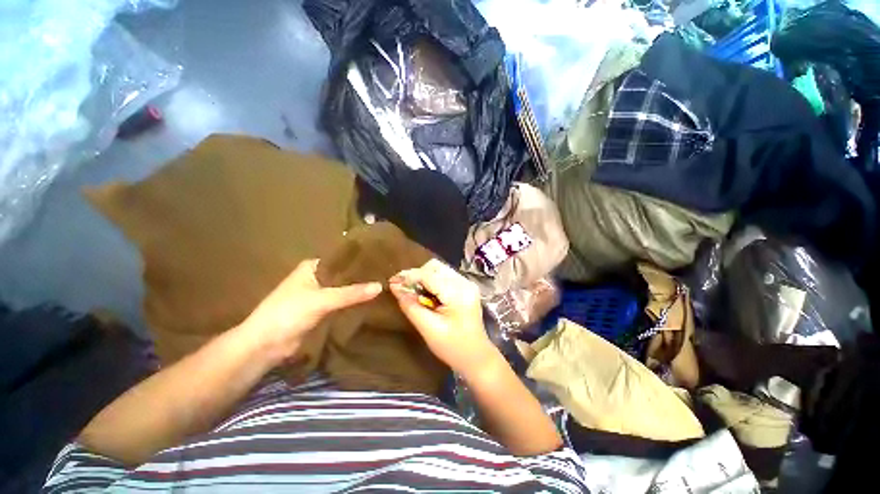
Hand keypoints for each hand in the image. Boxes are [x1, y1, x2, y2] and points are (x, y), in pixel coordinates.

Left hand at [239, 259, 382, 362]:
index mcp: (313, 267)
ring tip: (384, 285)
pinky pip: (342, 303)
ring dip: (358, 290)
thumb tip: (381, 285)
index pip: (342, 259)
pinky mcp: (321, 311)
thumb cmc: (289, 313)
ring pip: (344, 289)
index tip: (382, 261)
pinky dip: (353, 302)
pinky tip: (371, 300)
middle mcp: (317, 277)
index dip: (360, 261)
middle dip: (362, 276)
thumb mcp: (322, 300)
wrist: (265, 346)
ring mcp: (319, 294)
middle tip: (387, 274)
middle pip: (344, 275)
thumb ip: (352, 293)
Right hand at [390, 259, 497, 375]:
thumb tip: (395, 287)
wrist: (477, 356)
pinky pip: (445, 276)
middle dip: (417, 275)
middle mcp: (465, 283)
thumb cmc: (452, 347)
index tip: (392, 281)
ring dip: (424, 277)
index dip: (409, 276)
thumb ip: (411, 306)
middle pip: (435, 267)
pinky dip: (432, 281)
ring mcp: (467, 283)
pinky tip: (427, 294)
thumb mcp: (428, 329)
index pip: (429, 275)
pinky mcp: (466, 287)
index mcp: (458, 293)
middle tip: (404, 289)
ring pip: (439, 269)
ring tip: (415, 292)